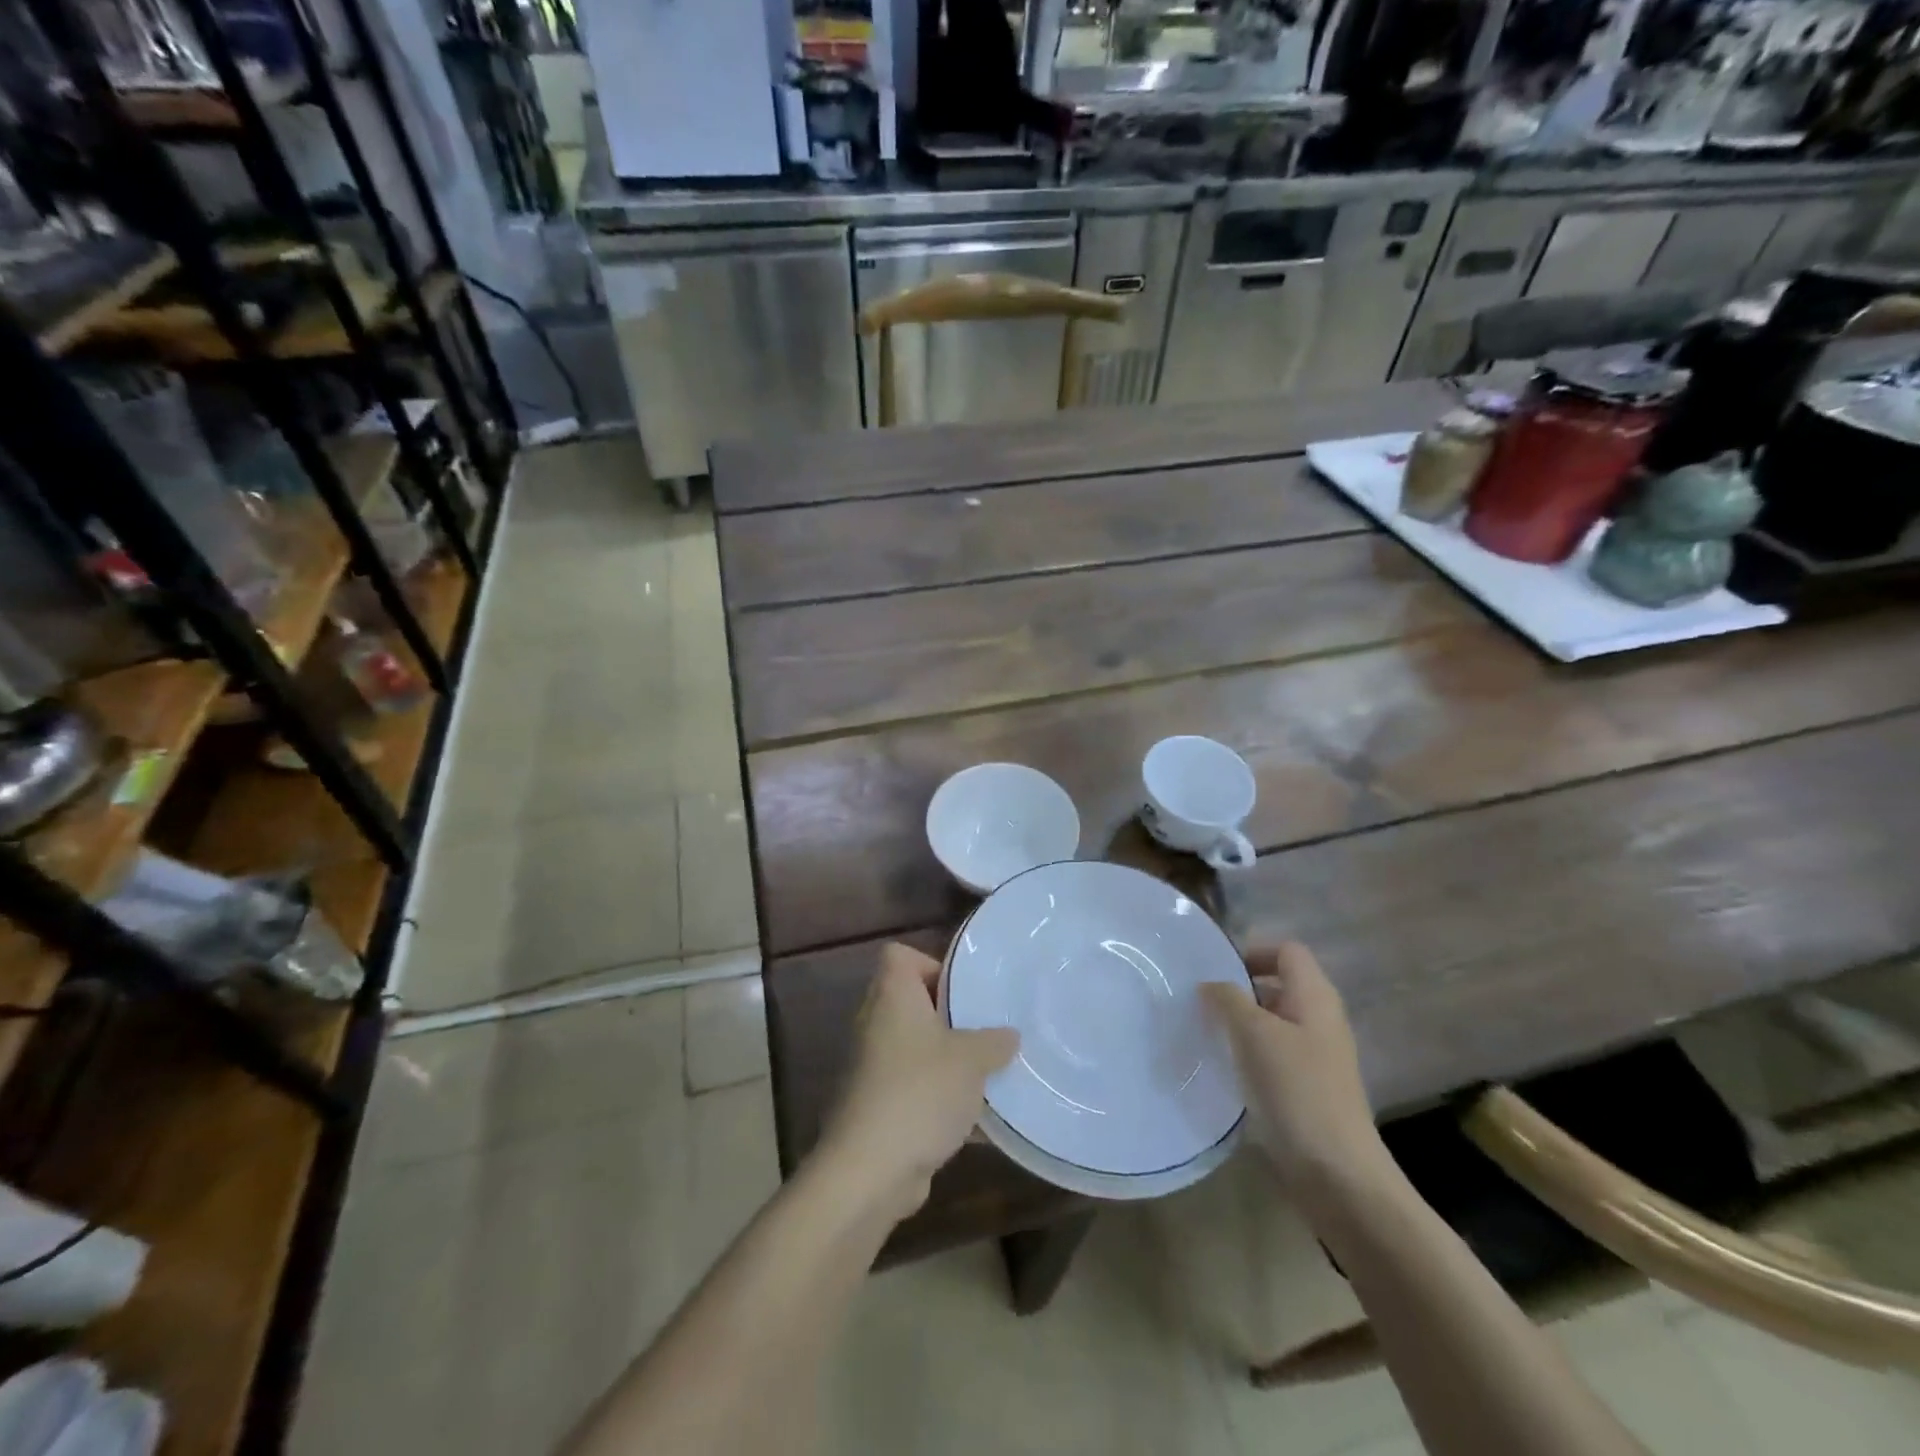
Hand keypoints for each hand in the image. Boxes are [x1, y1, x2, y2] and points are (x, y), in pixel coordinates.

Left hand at [815, 943, 1018, 1224]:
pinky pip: (916, 1089)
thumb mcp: (971, 1061)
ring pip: (917, 1049)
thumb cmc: (920, 1092)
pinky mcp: (877, 1107)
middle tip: (987, 1030)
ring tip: (989, 1073)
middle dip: (951, 1017)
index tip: (964, 990)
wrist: (869, 1170)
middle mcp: (876, 1024)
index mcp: (892, 997)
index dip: (931, 964)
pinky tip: (979, 1122)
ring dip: (949, 1061)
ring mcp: (873, 1067)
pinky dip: (941, 1099)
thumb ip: (994, 1042)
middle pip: (913, 1003)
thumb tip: (1008, 1035)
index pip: (899, 956)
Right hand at [1201, 943, 1390, 1205]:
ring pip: (1271, 1022)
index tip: (1216, 972)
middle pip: (1277, 985)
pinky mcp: (1306, 1088)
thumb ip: (1228, 999)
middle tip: (1199, 1003)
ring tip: (1204, 1034)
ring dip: (1239, 1024)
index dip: (1252, 952)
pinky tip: (1223, 1069)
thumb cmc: (1297, 1090)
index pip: (1286, 951)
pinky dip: (1247, 1054)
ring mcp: (1315, 1056)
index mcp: (1315, 997)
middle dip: (1238, 990)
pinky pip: (1271, 1055)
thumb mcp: (1255, 1034)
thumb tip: (1209, 984)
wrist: (1337, 1174)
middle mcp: (1319, 1019)